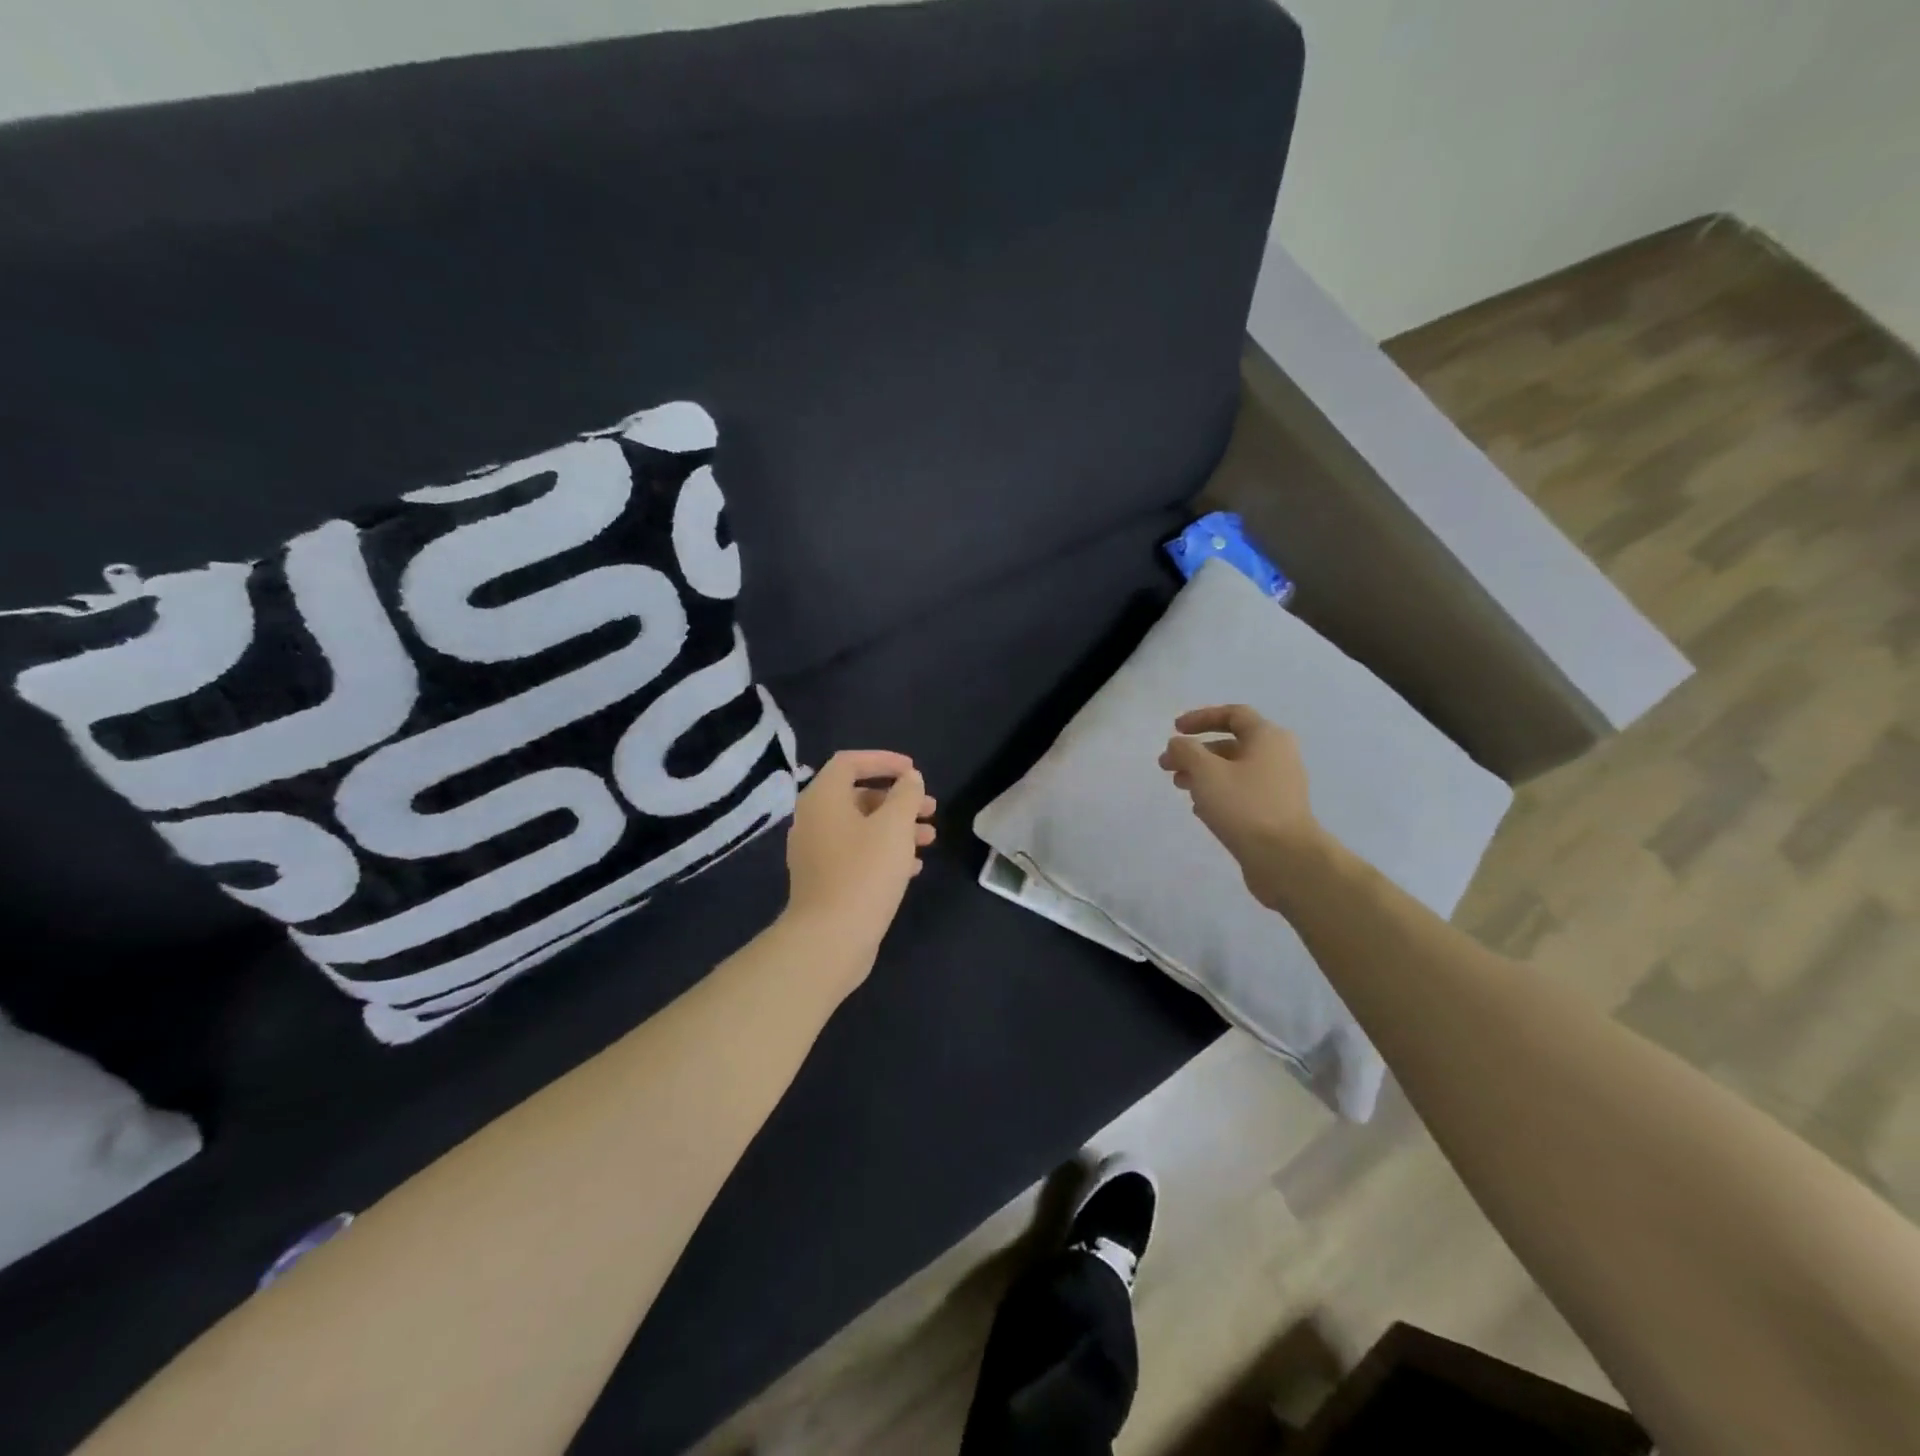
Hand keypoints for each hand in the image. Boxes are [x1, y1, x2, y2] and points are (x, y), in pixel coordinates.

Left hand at [783, 750, 936, 971]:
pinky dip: (884, 852)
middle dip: (898, 800)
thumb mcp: (894, 826)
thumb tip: (909, 779)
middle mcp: (814, 820)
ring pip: (862, 828)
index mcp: (823, 799)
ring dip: (897, 827)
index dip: (884, 761)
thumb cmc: (864, 873)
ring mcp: (817, 852)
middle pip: (859, 796)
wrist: (831, 939)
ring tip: (931, 838)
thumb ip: (905, 795)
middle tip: (930, 809)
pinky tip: (913, 866)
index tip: (914, 771)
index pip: (850, 762)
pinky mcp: (826, 880)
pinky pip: (857, 854)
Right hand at [1158, 705, 1326, 909]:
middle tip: (1167, 766)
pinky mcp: (1275, 812)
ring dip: (1203, 773)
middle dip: (1195, 752)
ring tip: (1179, 787)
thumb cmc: (1244, 806)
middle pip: (1231, 743)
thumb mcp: (1206, 772)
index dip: (1201, 717)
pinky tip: (1200, 808)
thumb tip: (1178, 744)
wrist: (1285, 858)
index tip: (1175, 730)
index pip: (1233, 714)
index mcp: (1267, 737)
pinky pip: (1242, 792)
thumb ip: (1186, 751)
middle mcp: (1278, 756)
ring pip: (1234, 770)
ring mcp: (1279, 785)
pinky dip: (1218, 793)